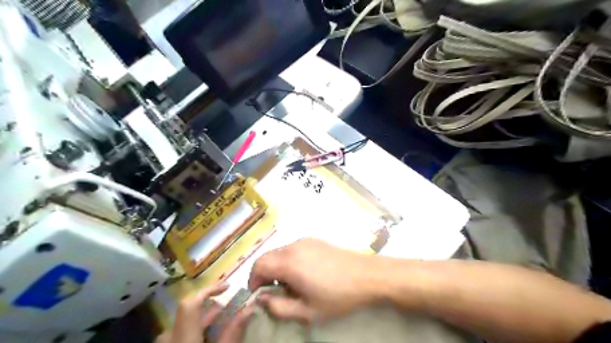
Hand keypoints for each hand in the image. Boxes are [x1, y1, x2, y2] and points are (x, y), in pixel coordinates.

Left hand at [157, 284, 255, 341]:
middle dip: (211, 308)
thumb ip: (234, 332)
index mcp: (182, 338)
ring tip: (223, 319)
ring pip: (184, 326)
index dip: (209, 290)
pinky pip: (179, 337)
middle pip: (189, 313)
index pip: (191, 302)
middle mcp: (168, 340)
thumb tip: (250, 309)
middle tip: (230, 306)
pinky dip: (195, 333)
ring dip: (204, 320)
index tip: (228, 287)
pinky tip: (209, 337)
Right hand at [246, 238, 376, 320]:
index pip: (258, 265)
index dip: (253, 280)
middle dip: (264, 274)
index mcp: (289, 262)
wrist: (367, 275)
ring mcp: (306, 241)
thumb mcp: (307, 311)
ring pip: (280, 251)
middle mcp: (294, 246)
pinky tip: (303, 273)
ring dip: (277, 266)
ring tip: (290, 284)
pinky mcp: (315, 240)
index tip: (259, 295)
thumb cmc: (337, 296)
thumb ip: (279, 308)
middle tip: (274, 292)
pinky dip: (289, 259)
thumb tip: (262, 300)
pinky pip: (293, 248)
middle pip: (268, 256)